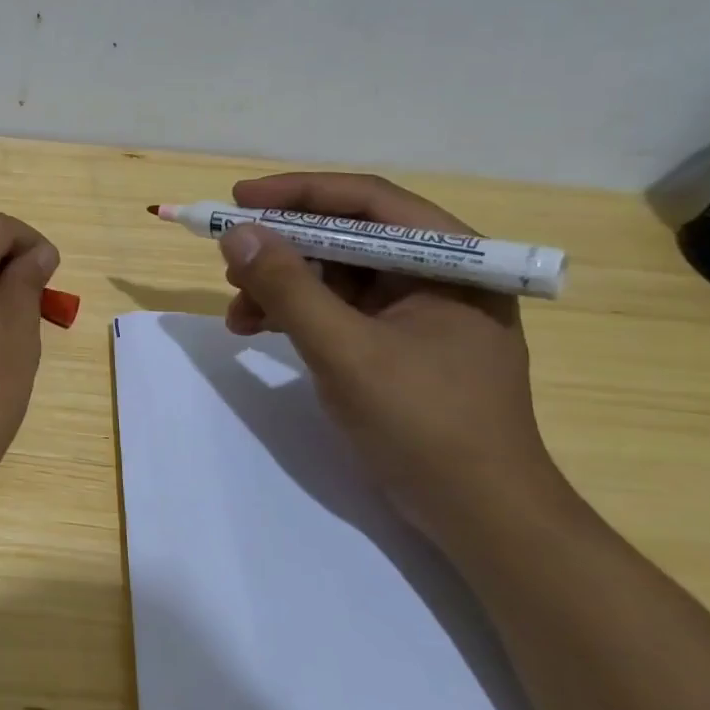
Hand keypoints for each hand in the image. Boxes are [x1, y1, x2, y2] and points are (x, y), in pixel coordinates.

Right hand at [219, 172, 573, 547]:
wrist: (479, 516)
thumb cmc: (424, 424)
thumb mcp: (345, 351)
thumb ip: (288, 288)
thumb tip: (235, 234)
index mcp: (451, 260)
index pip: (367, 202)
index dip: (298, 194)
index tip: (238, 200)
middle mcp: (437, 274)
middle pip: (346, 236)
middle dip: (282, 249)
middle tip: (230, 263)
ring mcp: (419, 311)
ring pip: (335, 274)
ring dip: (280, 286)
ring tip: (237, 313)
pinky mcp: (398, 343)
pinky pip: (338, 309)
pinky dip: (296, 315)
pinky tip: (258, 329)